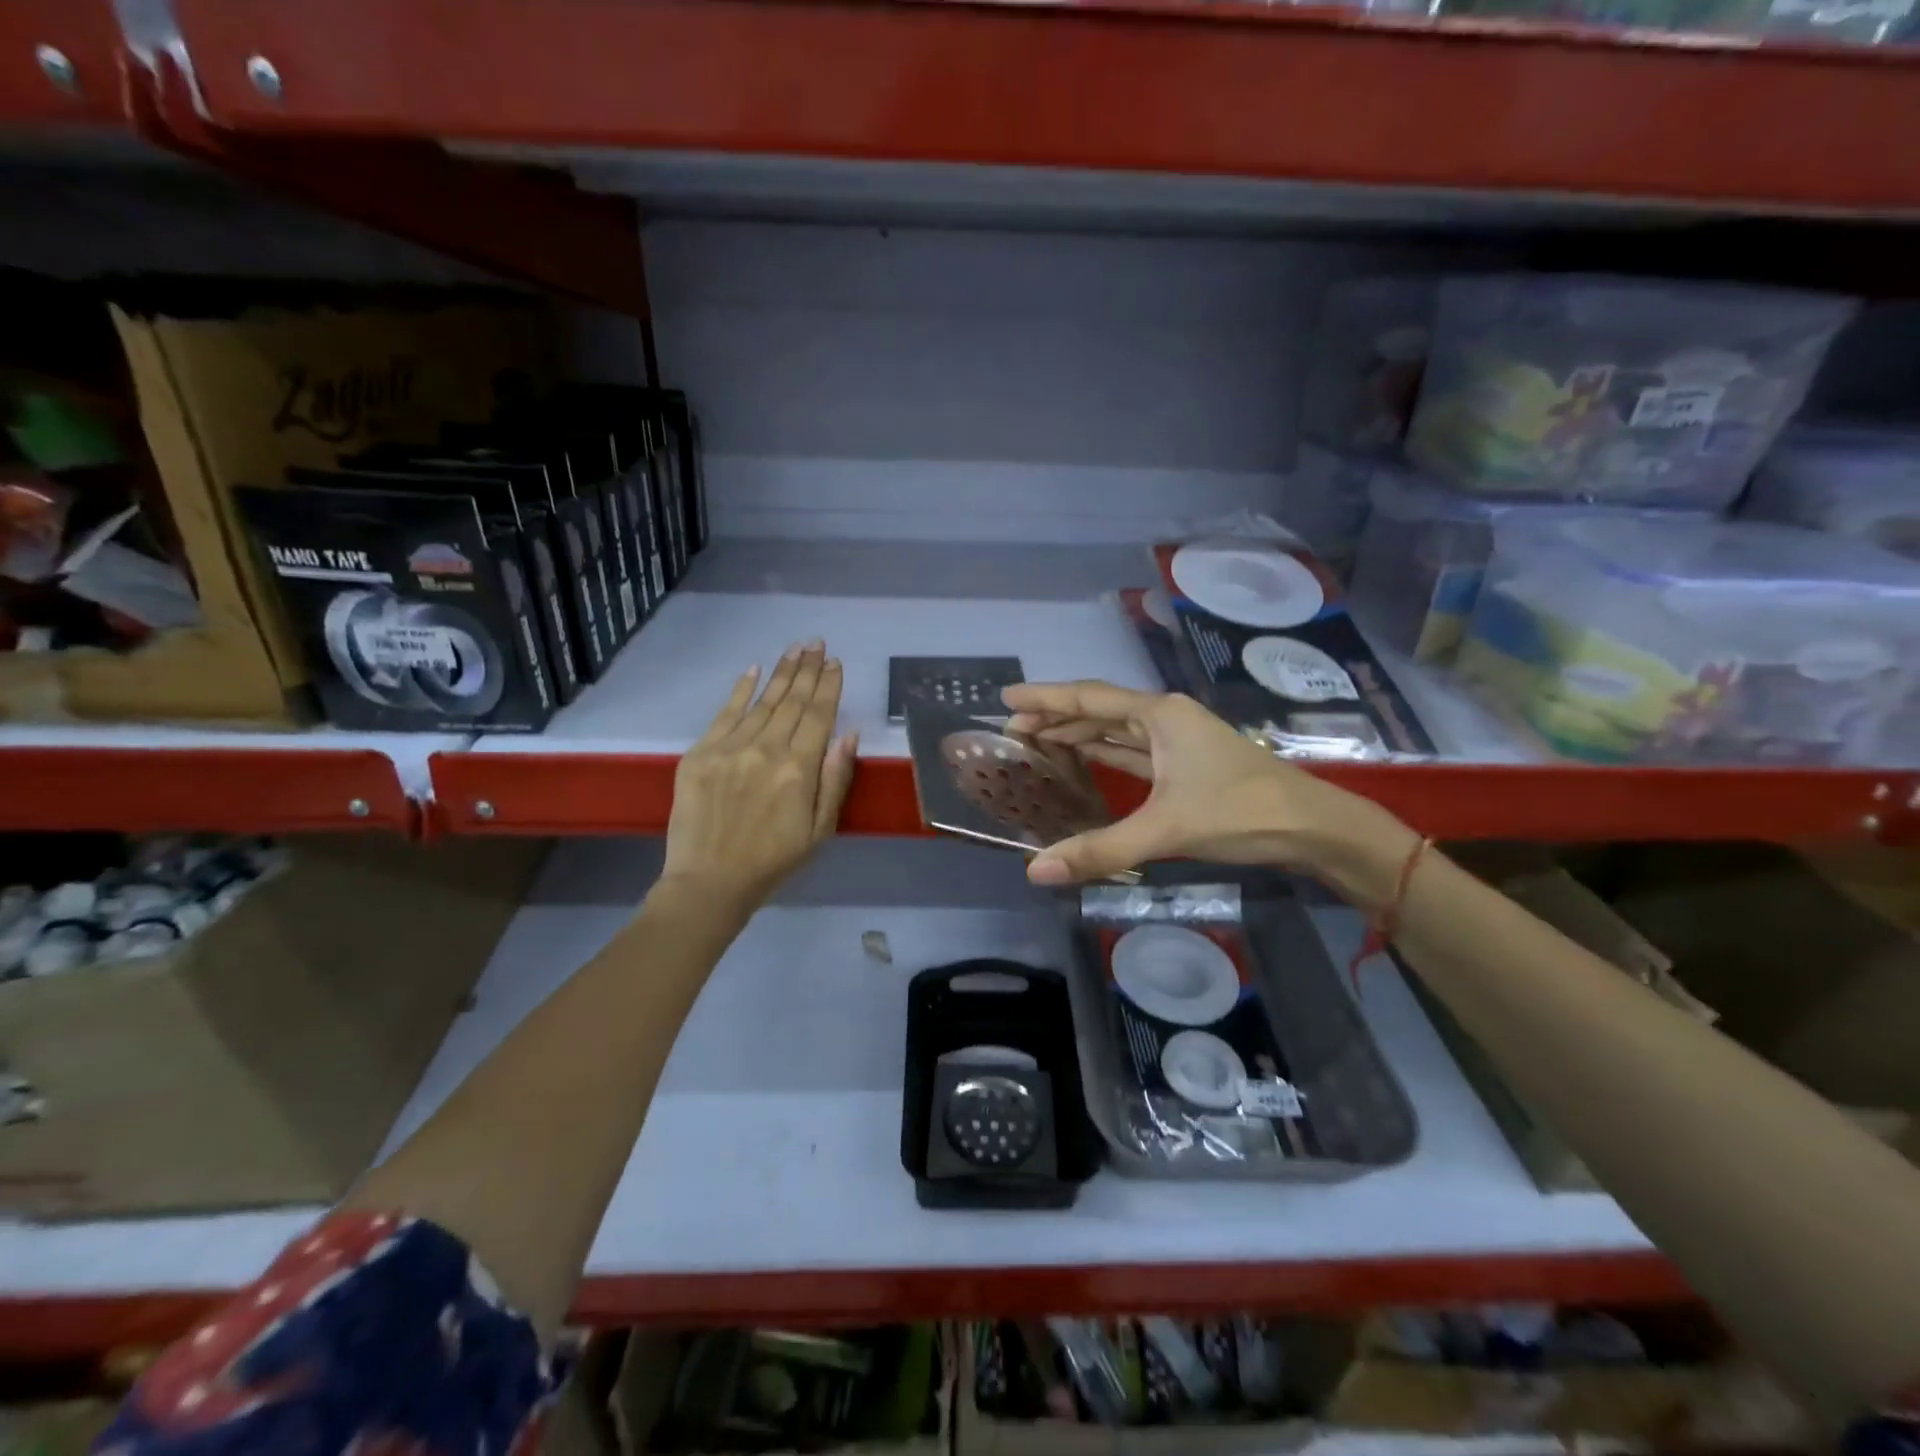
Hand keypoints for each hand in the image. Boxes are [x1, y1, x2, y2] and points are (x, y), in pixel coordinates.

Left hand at [661, 640, 857, 909]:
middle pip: (792, 701)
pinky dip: (740, 689)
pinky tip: (753, 669)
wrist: (709, 882)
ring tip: (795, 649)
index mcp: (799, 769)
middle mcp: (765, 749)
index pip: (818, 715)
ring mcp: (729, 748)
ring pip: (762, 701)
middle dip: (807, 669)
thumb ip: (835, 779)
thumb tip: (849, 735)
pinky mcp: (700, 754)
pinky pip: (724, 713)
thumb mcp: (820, 830)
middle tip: (816, 642)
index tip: (835, 662)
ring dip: (781, 672)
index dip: (828, 687)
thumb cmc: (773, 861)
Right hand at [1002, 681, 1412, 898]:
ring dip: (1078, 734)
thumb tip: (1036, 872)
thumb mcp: (1166, 829)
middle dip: (1056, 717)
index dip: (1045, 698)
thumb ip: (1100, 849)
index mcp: (1160, 715)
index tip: (1006, 696)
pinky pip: (1133, 752)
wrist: (1313, 828)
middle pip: (1099, 711)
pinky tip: (1085, 760)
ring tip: (1037, 740)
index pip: (1089, 700)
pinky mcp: (1186, 766)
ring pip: (1116, 732)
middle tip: (1012, 728)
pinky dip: (1104, 755)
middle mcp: (1166, 719)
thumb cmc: (1241, 812)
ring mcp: (1179, 741)